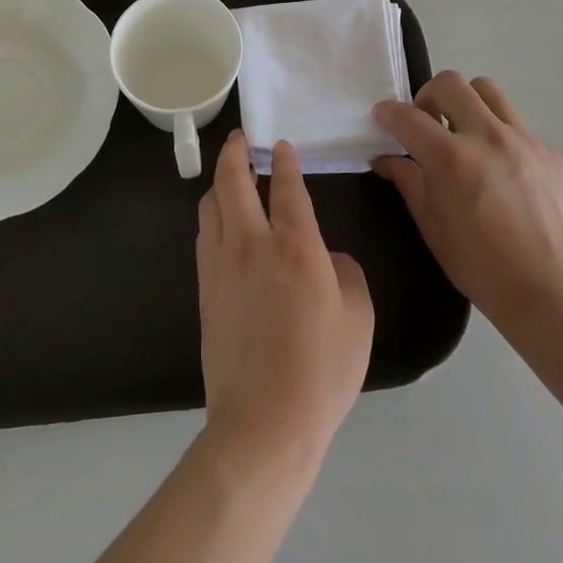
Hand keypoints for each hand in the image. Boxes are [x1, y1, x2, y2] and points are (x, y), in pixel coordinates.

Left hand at [196, 133, 374, 472]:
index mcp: (295, 245)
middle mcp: (252, 243)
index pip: (287, 187)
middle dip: (235, 152)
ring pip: (211, 204)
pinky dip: (212, 214)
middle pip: (233, 180)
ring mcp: (221, 264)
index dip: (284, 161)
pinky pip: (204, 234)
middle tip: (240, 138)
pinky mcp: (204, 288)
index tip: (280, 144)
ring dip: (219, 181)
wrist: (263, 424)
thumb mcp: (357, 317)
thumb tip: (326, 257)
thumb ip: (346, 273)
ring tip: (230, 175)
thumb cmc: (321, 371)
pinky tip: (222, 220)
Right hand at [372, 72, 562, 333]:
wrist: (550, 292)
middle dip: (428, 96)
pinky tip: (501, 169)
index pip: (408, 116)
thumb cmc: (480, 266)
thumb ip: (408, 181)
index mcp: (451, 158)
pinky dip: (499, 135)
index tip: (383, 117)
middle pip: (450, 83)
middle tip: (427, 122)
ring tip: (464, 132)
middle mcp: (487, 136)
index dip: (388, 113)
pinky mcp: (550, 152)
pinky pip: (517, 125)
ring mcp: (524, 140)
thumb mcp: (432, 226)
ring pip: (488, 91)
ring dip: (467, 103)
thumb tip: (387, 159)